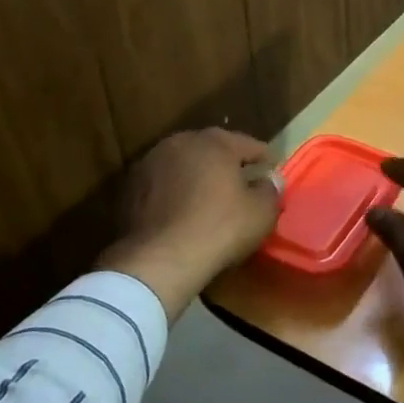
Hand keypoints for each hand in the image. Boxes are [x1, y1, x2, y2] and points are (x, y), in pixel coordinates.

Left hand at [96, 128, 280, 320]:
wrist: (159, 259)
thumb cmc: (220, 228)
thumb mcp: (261, 212)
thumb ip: (270, 190)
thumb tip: (271, 180)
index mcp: (214, 142)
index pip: (247, 143)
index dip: (264, 156)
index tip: (273, 167)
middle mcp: (180, 143)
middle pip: (211, 148)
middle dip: (227, 161)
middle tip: (242, 178)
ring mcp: (150, 164)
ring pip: (183, 164)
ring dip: (197, 175)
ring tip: (210, 195)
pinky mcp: (130, 188)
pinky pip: (163, 184)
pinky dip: (175, 192)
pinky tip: (183, 210)